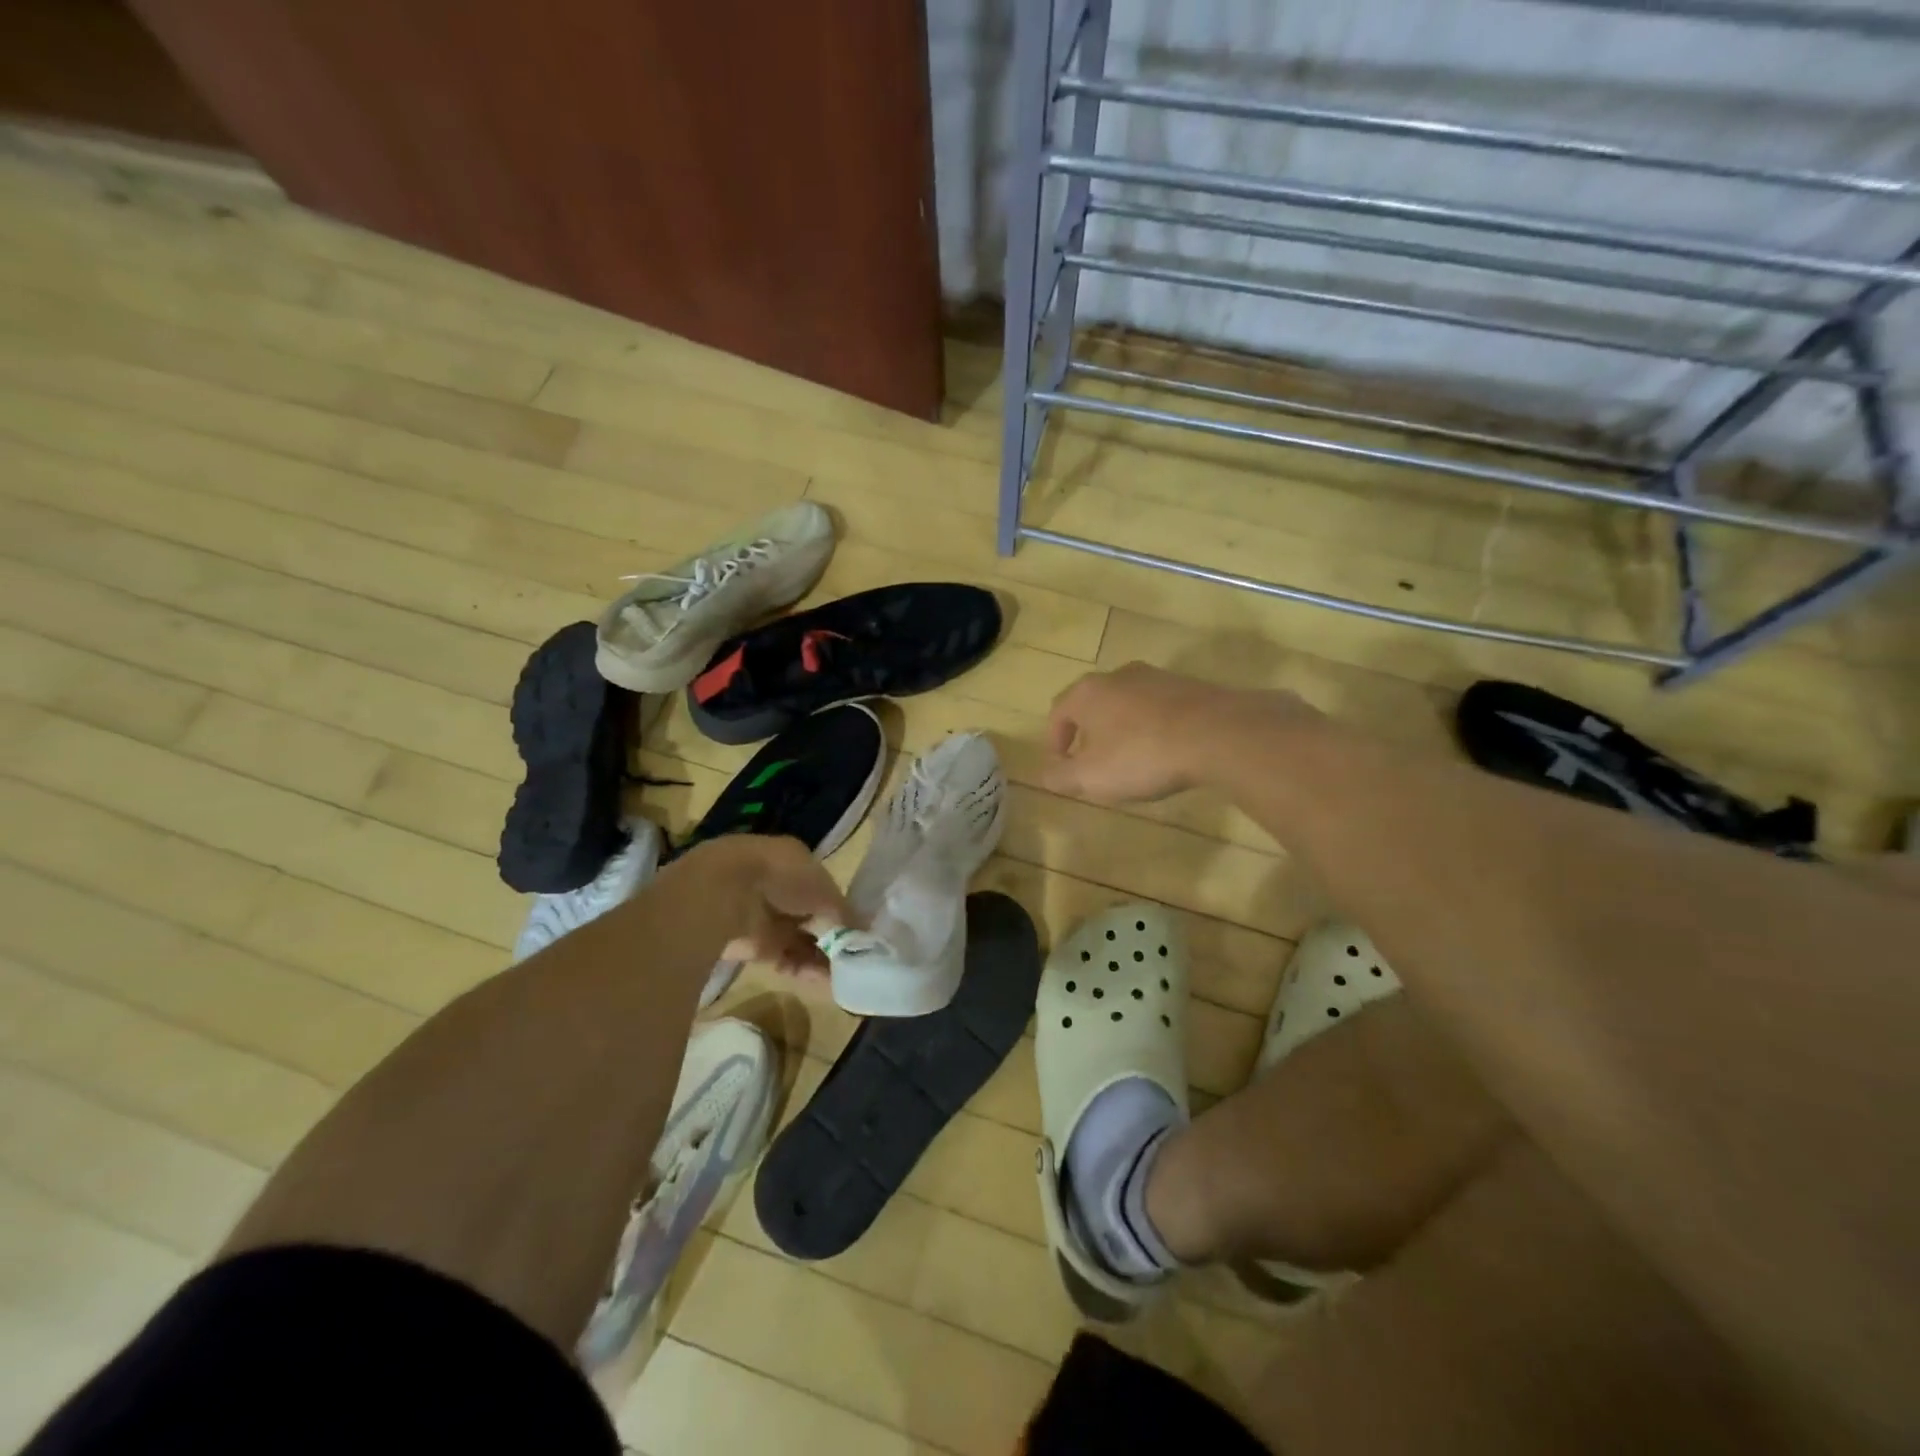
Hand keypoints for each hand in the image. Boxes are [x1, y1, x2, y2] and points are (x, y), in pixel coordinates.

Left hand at [671, 835, 853, 979]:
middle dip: (833, 937)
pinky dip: (805, 970)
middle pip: (812, 916)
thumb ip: (845, 911)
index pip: (823, 889)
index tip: (861, 929)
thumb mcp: (824, 890)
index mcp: (795, 862)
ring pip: (801, 940)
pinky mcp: (754, 945)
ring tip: (848, 975)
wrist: (723, 895)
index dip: (841, 909)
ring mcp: (765, 917)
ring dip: (823, 957)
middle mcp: (780, 888)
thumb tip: (866, 931)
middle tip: (859, 957)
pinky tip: (828, 983)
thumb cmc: (782, 877)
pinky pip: (786, 959)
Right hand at [1043, 663, 1314, 804]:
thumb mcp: (1092, 777)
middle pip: (1093, 703)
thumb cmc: (1143, 755)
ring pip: (1128, 703)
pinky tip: (1165, 751)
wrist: (1218, 734)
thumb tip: (1046, 774)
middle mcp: (1119, 675)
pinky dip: (1154, 727)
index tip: (1061, 767)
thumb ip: (1061, 776)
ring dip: (1123, 729)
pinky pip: (1160, 708)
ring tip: (1131, 759)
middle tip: (1093, 762)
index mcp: (1088, 692)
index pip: (1058, 711)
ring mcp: (1158, 677)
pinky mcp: (1191, 686)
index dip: (1054, 741)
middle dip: (1089, 733)